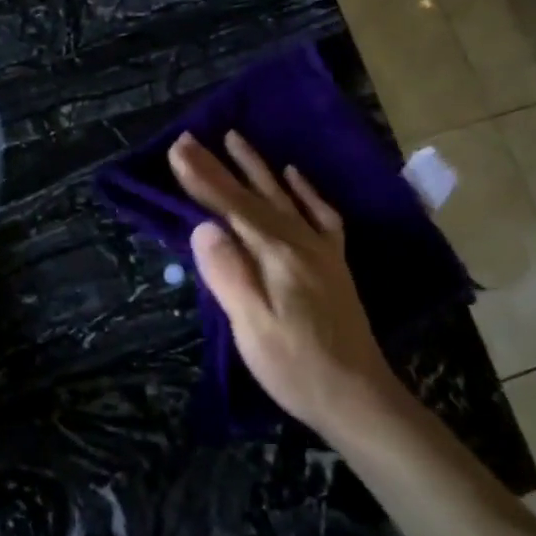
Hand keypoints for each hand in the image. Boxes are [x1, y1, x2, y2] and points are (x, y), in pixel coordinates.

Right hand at [168, 130, 403, 439]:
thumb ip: (228, 273)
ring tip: (236, 138)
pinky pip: (320, 214)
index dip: (201, 178)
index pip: (230, 206)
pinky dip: (304, 190)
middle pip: (251, 195)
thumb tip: (202, 227)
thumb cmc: (297, 366)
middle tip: (190, 138)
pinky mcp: (333, 263)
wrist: (359, 398)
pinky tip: (294, 175)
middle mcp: (299, 241)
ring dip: (256, 167)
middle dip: (218, 166)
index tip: (176, 148)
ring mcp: (321, 249)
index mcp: (276, 254)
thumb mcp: (254, 327)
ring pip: (282, 195)